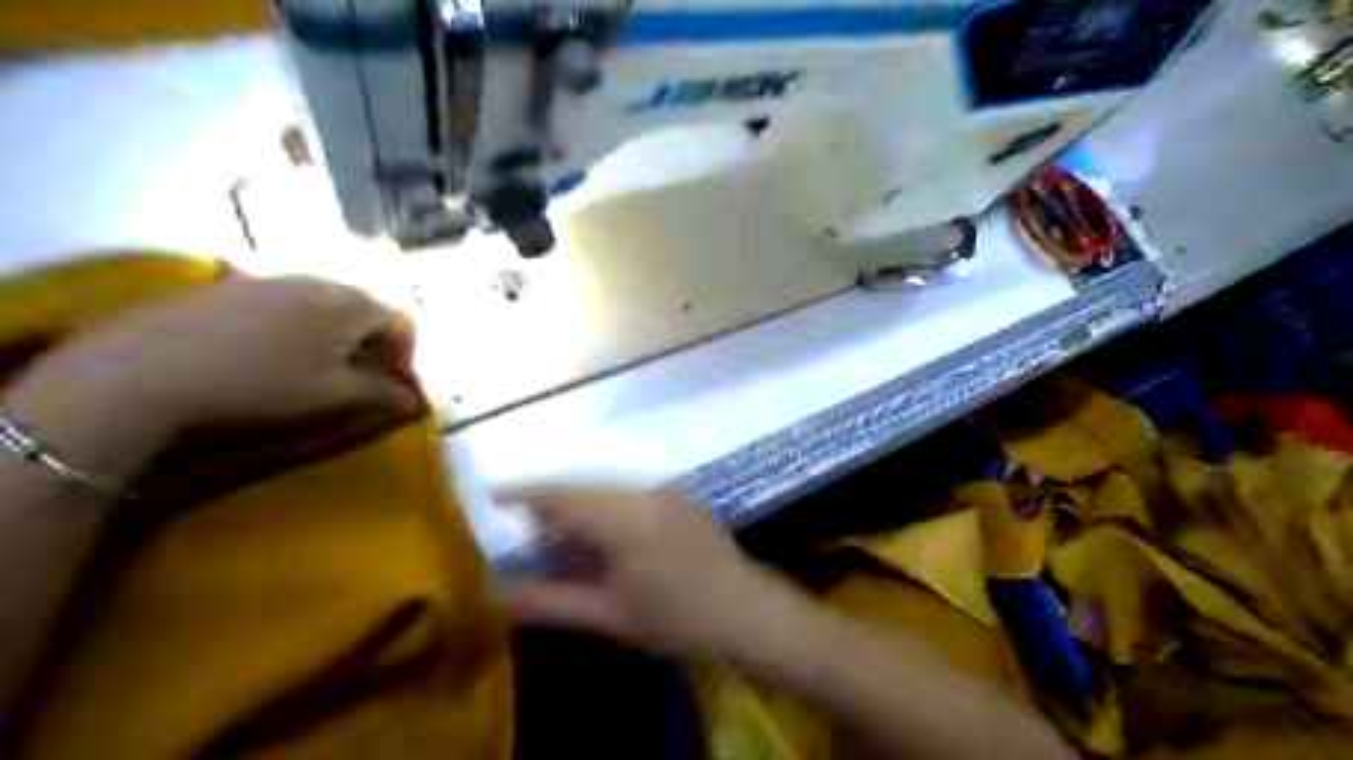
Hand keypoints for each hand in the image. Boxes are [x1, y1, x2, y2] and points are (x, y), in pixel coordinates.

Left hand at [2, 278, 419, 486]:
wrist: (138, 378)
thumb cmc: (259, 389)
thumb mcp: (334, 399)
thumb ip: (385, 394)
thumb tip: (420, 397)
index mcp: (349, 304)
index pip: (401, 321)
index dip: (406, 355)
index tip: (390, 385)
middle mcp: (313, 280)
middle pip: (362, 305)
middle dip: (369, 340)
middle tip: (355, 376)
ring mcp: (263, 279)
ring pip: (318, 301)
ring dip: (329, 331)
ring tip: (309, 366)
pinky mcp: (220, 287)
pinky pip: (275, 301)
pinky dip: (287, 325)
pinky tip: (260, 354)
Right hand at [499, 486, 807, 657]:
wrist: (747, 611)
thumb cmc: (677, 619)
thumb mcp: (609, 615)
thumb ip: (551, 601)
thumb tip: (498, 592)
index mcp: (624, 517)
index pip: (562, 495)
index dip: (523, 492)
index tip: (490, 495)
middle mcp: (644, 492)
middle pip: (582, 487)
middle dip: (549, 502)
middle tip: (520, 527)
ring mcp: (665, 492)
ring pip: (606, 489)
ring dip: (578, 505)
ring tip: (556, 535)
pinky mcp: (679, 498)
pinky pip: (628, 494)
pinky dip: (604, 508)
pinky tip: (600, 535)